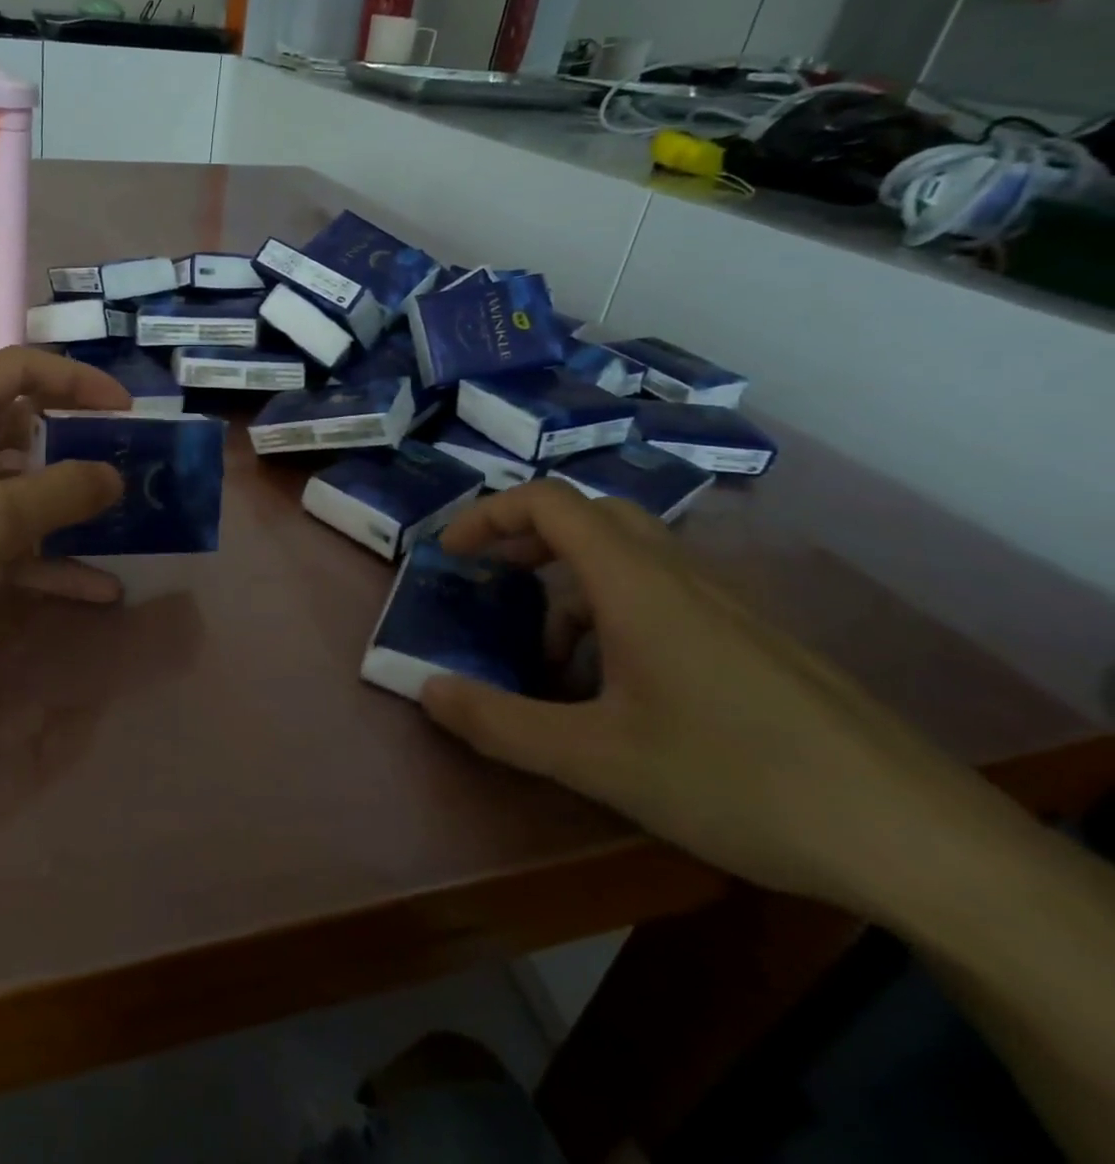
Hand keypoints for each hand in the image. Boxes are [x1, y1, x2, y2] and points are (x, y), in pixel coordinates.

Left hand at [0, 347, 129, 717]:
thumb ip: (63, 491)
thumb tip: (114, 476)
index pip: (19, 370)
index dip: (77, 382)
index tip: (126, 410)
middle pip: (18, 428)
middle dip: (73, 444)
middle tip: (126, 463)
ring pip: (14, 489)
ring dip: (63, 507)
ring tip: (121, 520)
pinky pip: (1, 541)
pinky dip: (44, 559)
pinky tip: (97, 587)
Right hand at [420, 481, 1009, 922]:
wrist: (914, 837)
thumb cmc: (736, 778)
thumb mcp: (595, 759)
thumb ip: (499, 722)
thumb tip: (424, 689)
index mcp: (635, 582)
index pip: (548, 502)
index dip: (487, 515)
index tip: (450, 555)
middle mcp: (678, 574)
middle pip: (588, 518)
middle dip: (527, 542)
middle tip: (493, 587)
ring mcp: (722, 604)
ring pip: (626, 561)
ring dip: (570, 592)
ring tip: (550, 667)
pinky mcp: (750, 639)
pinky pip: (662, 599)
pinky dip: (615, 620)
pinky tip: (619, 695)